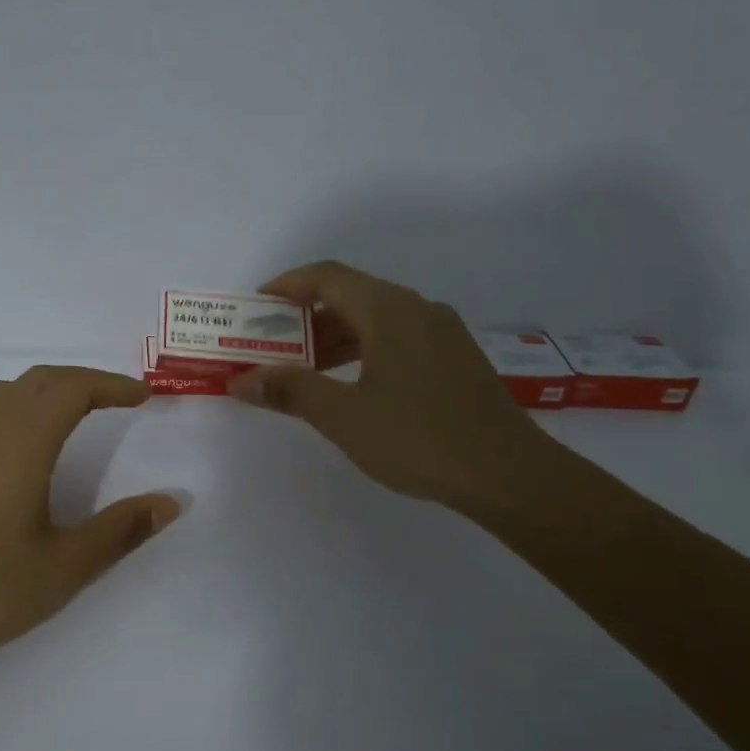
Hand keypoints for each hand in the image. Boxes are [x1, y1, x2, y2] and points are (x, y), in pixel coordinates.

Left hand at [0, 366, 181, 664]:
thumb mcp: (65, 567)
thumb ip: (121, 530)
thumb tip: (170, 503)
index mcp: (18, 447)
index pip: (69, 389)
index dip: (110, 385)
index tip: (141, 397)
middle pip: (36, 381)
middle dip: (81, 381)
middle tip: (116, 400)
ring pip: (2, 394)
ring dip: (45, 391)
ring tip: (74, 416)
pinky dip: (15, 411)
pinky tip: (23, 453)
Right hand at [228, 260, 554, 512]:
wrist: (508, 474)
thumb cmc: (419, 438)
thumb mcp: (343, 416)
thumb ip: (290, 391)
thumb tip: (241, 379)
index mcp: (389, 311)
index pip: (328, 277)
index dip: (287, 285)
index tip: (255, 306)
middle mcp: (418, 310)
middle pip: (351, 295)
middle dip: (305, 318)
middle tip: (271, 345)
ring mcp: (442, 333)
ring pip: (376, 320)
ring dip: (334, 337)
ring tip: (303, 370)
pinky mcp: (455, 359)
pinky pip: (397, 338)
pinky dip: (363, 350)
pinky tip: (352, 385)